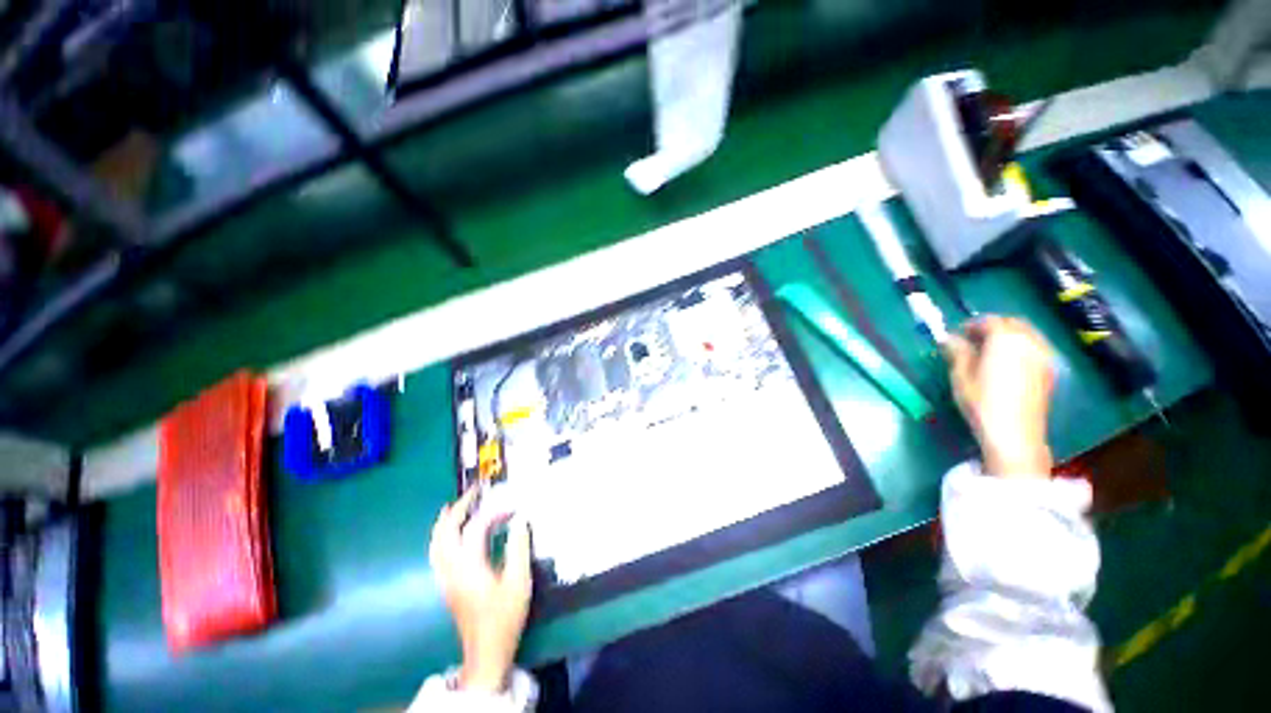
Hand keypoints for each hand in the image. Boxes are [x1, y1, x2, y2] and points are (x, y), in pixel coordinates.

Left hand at [429, 487, 533, 692]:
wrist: (486, 651)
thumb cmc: (505, 616)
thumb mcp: (519, 581)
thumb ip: (519, 547)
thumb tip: (520, 520)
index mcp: (470, 566)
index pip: (476, 528)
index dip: (494, 513)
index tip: (513, 507)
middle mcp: (452, 569)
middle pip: (445, 532)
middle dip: (458, 508)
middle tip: (474, 492)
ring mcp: (445, 578)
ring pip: (436, 543)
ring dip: (445, 521)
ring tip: (456, 505)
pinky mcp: (446, 584)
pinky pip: (437, 552)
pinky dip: (441, 535)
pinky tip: (452, 532)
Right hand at [945, 316, 1055, 478]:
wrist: (1014, 433)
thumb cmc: (981, 401)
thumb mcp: (960, 375)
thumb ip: (957, 352)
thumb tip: (949, 338)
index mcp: (1005, 340)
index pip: (988, 321)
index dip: (970, 325)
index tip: (956, 335)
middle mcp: (1029, 342)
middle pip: (1013, 323)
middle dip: (993, 327)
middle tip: (973, 340)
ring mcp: (1043, 356)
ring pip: (1027, 334)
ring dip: (1009, 336)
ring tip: (989, 351)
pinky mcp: (1049, 371)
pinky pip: (1035, 348)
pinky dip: (1021, 347)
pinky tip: (1008, 363)